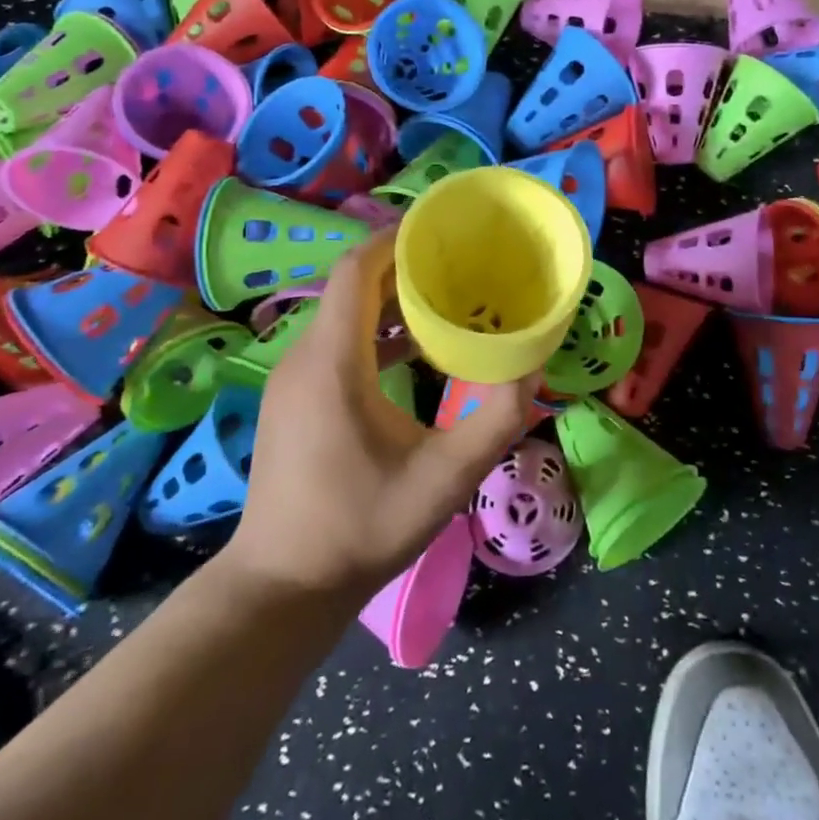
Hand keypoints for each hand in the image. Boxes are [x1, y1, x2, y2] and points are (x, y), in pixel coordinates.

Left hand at [225, 228, 530, 598]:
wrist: (284, 588)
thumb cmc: (363, 527)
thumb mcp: (447, 476)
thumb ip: (498, 418)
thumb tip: (534, 366)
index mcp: (333, 361)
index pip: (355, 270)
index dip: (395, 240)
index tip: (441, 231)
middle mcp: (304, 357)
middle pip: (352, 286)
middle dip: (405, 267)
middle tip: (462, 265)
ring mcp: (293, 379)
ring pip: (344, 314)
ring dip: (393, 301)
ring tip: (449, 300)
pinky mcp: (295, 399)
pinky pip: (337, 342)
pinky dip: (376, 332)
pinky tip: (416, 352)